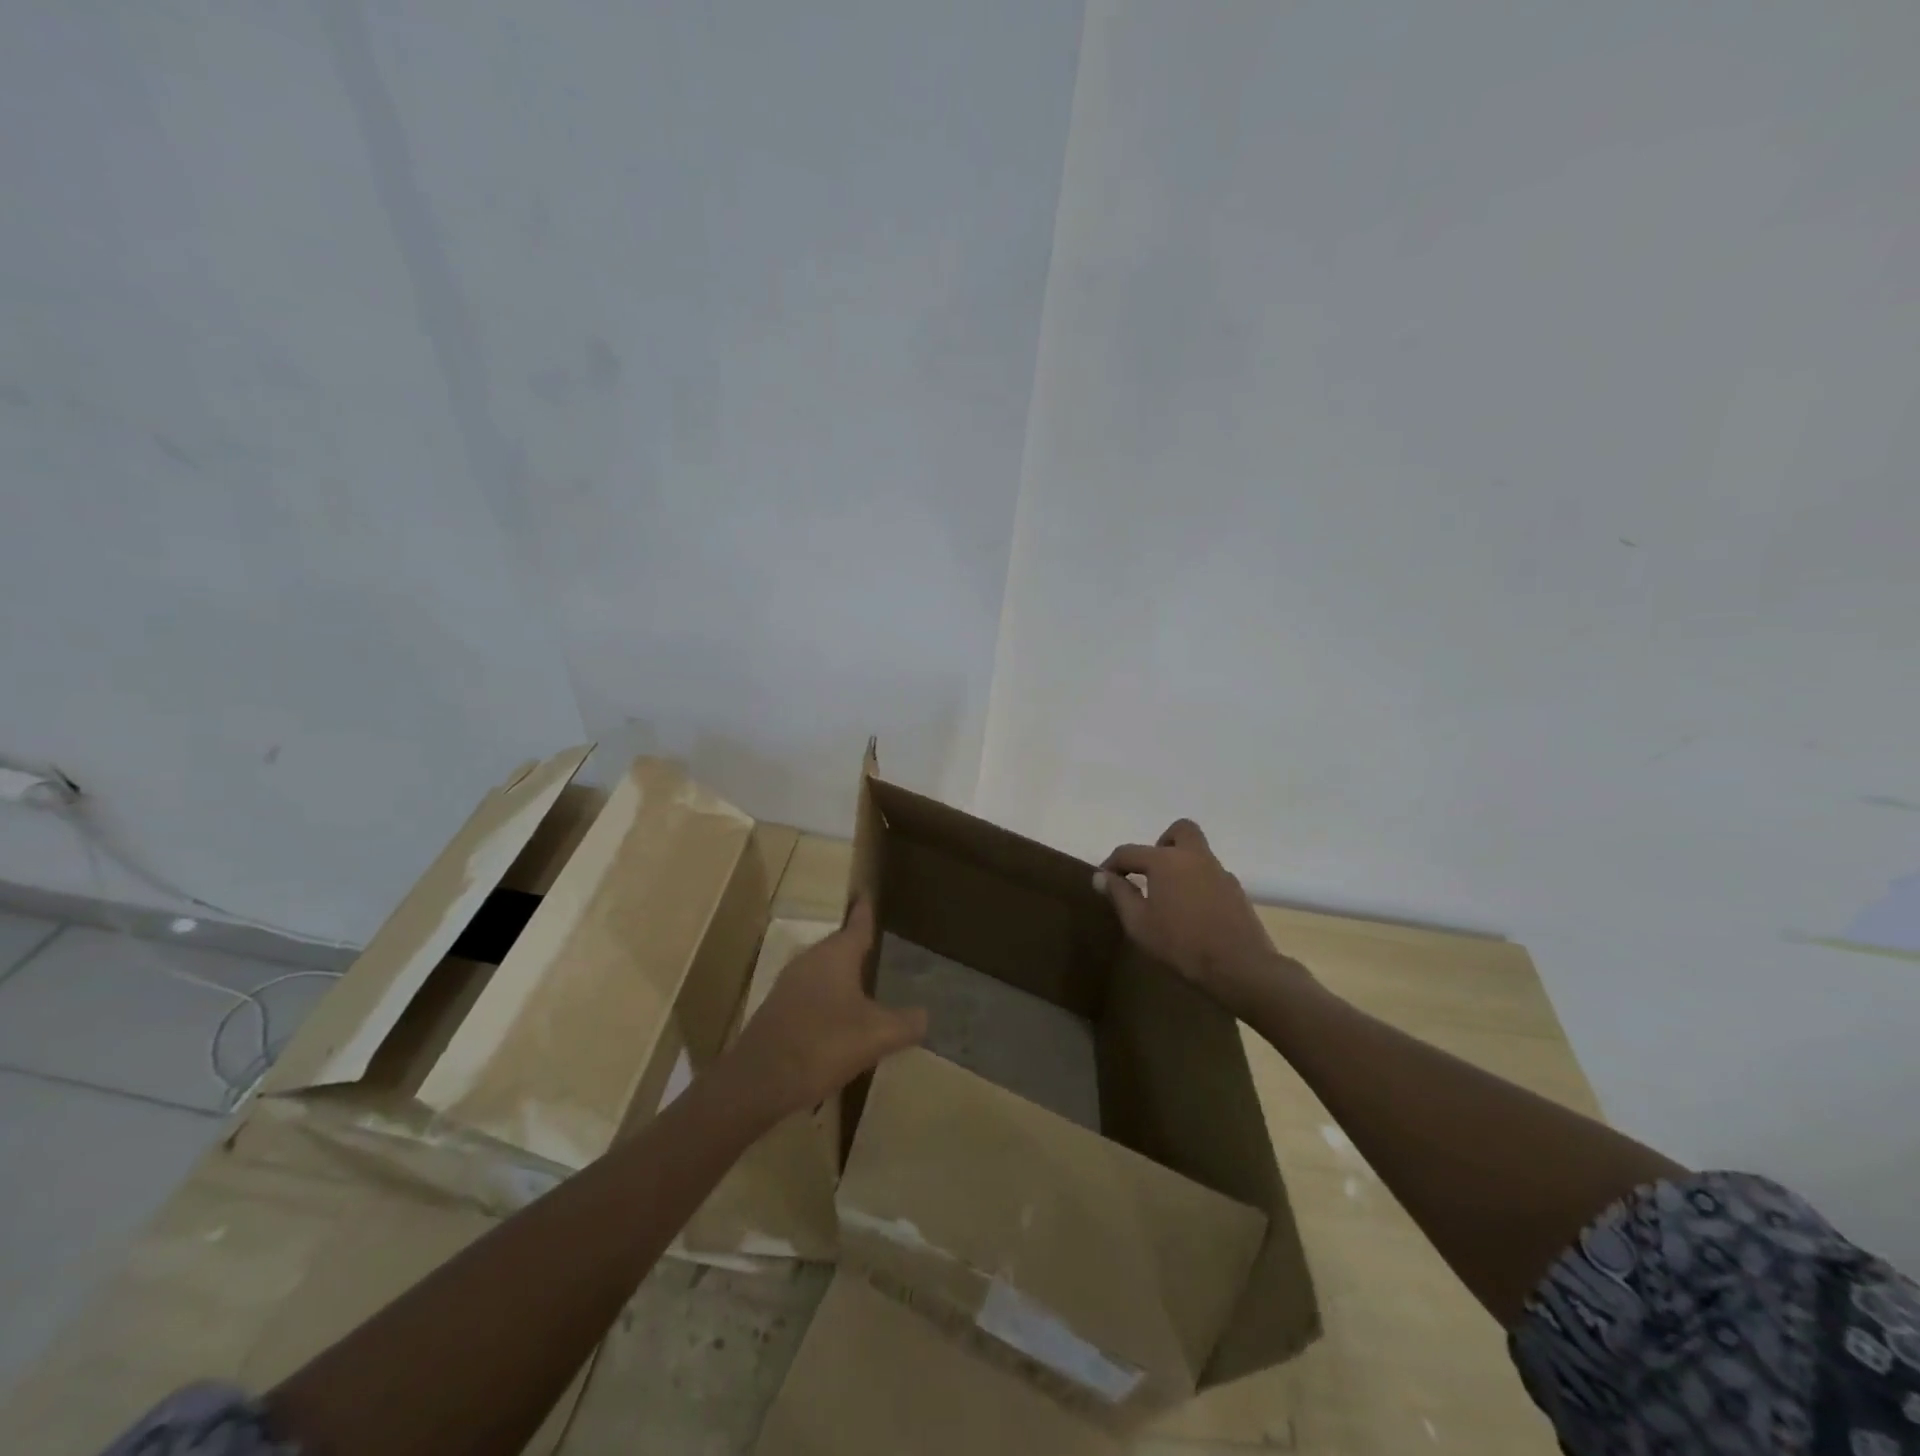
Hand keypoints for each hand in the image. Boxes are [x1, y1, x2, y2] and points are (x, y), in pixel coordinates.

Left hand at [722, 899, 927, 1120]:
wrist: (759, 1080)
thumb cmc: (823, 1044)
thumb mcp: (877, 1036)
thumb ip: (906, 1023)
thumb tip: (925, 1015)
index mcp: (836, 955)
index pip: (858, 924)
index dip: (866, 911)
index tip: (870, 895)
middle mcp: (811, 960)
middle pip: (839, 945)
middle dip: (857, 945)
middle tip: (879, 945)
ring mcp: (790, 984)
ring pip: (823, 970)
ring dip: (842, 974)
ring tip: (864, 983)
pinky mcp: (778, 1009)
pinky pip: (811, 993)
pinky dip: (827, 998)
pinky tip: (839, 1020)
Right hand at [1096, 819, 1303, 1018]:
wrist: (1240, 967)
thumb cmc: (1181, 944)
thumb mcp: (1139, 924)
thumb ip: (1119, 895)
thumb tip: (1102, 876)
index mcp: (1165, 860)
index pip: (1129, 851)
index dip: (1112, 864)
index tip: (1104, 881)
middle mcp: (1194, 856)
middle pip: (1180, 831)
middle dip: (1161, 843)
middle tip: (1151, 871)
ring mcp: (1219, 872)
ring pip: (1198, 853)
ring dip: (1181, 864)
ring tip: (1169, 897)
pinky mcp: (1236, 891)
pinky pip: (1211, 875)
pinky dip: (1197, 883)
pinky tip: (1193, 912)